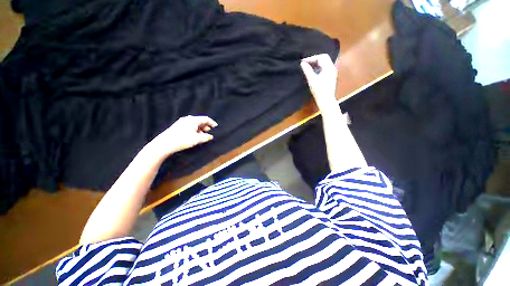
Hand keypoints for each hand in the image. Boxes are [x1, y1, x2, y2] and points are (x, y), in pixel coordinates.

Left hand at [146, 115, 217, 158]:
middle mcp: (187, 119)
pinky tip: (194, 136)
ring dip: (200, 129)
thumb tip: (210, 136)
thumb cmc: (182, 140)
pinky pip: (189, 126)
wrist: (165, 143)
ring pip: (194, 124)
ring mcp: (182, 122)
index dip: (212, 122)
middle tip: (209, 132)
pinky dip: (194, 130)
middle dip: (206, 126)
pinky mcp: (178, 127)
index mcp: (193, 120)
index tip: (216, 126)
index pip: (205, 119)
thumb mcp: (197, 139)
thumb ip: (206, 137)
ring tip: (202, 136)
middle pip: (200, 121)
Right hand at [300, 54, 337, 110]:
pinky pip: (325, 68)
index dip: (311, 58)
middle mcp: (332, 68)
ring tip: (308, 67)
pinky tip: (313, 72)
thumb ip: (307, 70)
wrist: (326, 100)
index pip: (321, 57)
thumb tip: (302, 63)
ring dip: (316, 63)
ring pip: (325, 63)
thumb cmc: (319, 90)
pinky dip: (319, 67)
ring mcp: (333, 72)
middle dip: (314, 59)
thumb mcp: (312, 80)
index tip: (303, 62)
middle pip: (324, 58)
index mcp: (329, 67)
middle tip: (306, 63)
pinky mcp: (331, 76)